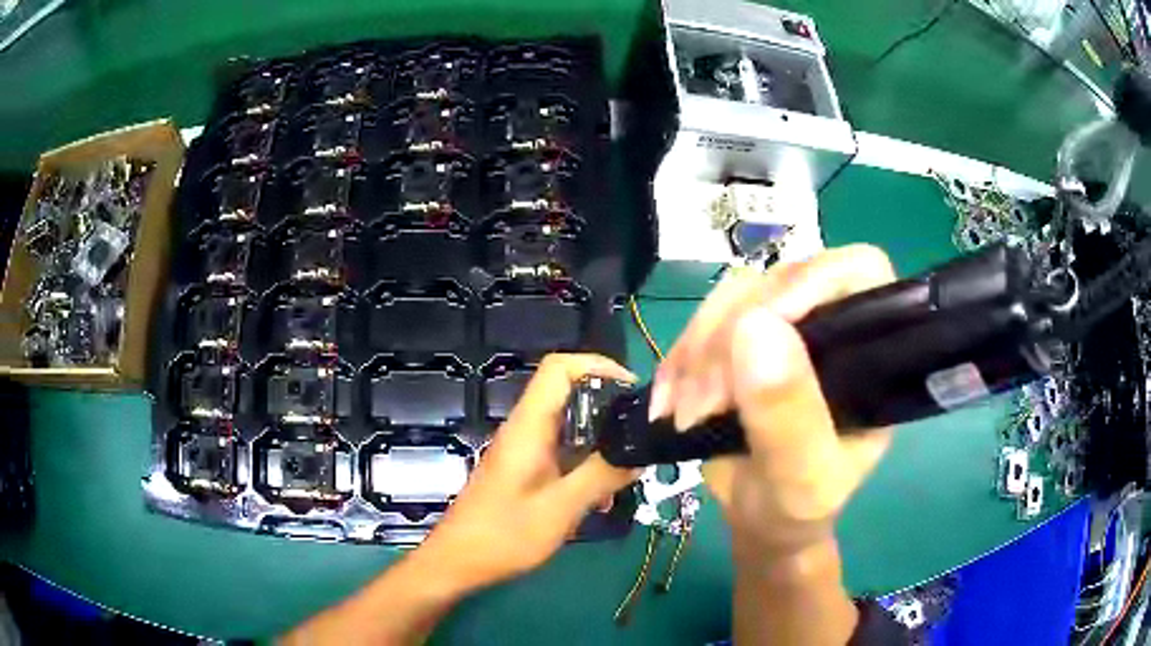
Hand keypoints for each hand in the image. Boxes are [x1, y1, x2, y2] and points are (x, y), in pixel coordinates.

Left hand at [420, 353, 640, 591]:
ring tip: (624, 476)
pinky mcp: (523, 472)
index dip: (598, 365)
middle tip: (638, 438)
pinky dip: (585, 468)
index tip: (632, 390)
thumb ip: (600, 477)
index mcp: (529, 427)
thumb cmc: (503, 535)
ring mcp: (523, 451)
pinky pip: (561, 455)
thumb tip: (638, 454)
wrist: (457, 562)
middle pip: (570, 397)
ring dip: (599, 447)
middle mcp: (525, 430)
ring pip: (570, 430)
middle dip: (608, 412)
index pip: (559, 369)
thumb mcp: (560, 508)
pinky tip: (598, 501)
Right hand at [648, 245, 896, 555]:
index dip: (812, 280)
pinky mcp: (743, 339)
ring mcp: (786, 327)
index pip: (858, 272)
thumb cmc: (797, 506)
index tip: (759, 326)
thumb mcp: (802, 479)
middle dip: (731, 337)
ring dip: (697, 351)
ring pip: (735, 296)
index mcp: (870, 351)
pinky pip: (703, 322)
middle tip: (704, 405)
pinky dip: (678, 360)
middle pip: (781, 280)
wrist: (760, 518)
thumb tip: (756, 327)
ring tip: (684, 413)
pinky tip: (668, 403)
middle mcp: (832, 325)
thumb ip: (789, 416)